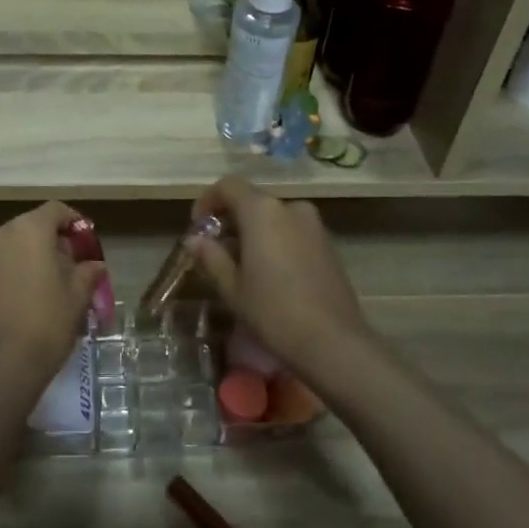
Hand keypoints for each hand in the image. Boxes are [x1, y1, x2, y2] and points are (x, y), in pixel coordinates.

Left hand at [0, 202, 109, 394]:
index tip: (87, 242)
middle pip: (33, 225)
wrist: (0, 366)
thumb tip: (95, 265)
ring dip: (36, 255)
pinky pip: (3, 263)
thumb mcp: (77, 296)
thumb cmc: (46, 322)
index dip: (75, 222)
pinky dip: (19, 269)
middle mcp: (2, 235)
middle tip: (75, 265)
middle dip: (55, 240)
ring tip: (55, 283)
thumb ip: (88, 272)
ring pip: (16, 245)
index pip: (55, 210)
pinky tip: (33, 297)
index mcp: (29, 230)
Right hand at [187, 177, 365, 363]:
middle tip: (216, 249)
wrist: (333, 341)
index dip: (208, 200)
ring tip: (242, 264)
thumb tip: (194, 240)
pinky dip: (276, 240)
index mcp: (262, 211)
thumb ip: (211, 257)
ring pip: (274, 217)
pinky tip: (270, 272)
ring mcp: (314, 225)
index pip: (229, 186)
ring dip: (254, 231)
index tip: (198, 226)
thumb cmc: (273, 311)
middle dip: (231, 219)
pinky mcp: (328, 244)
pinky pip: (293, 231)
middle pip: (252, 201)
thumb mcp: (233, 287)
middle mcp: (290, 208)